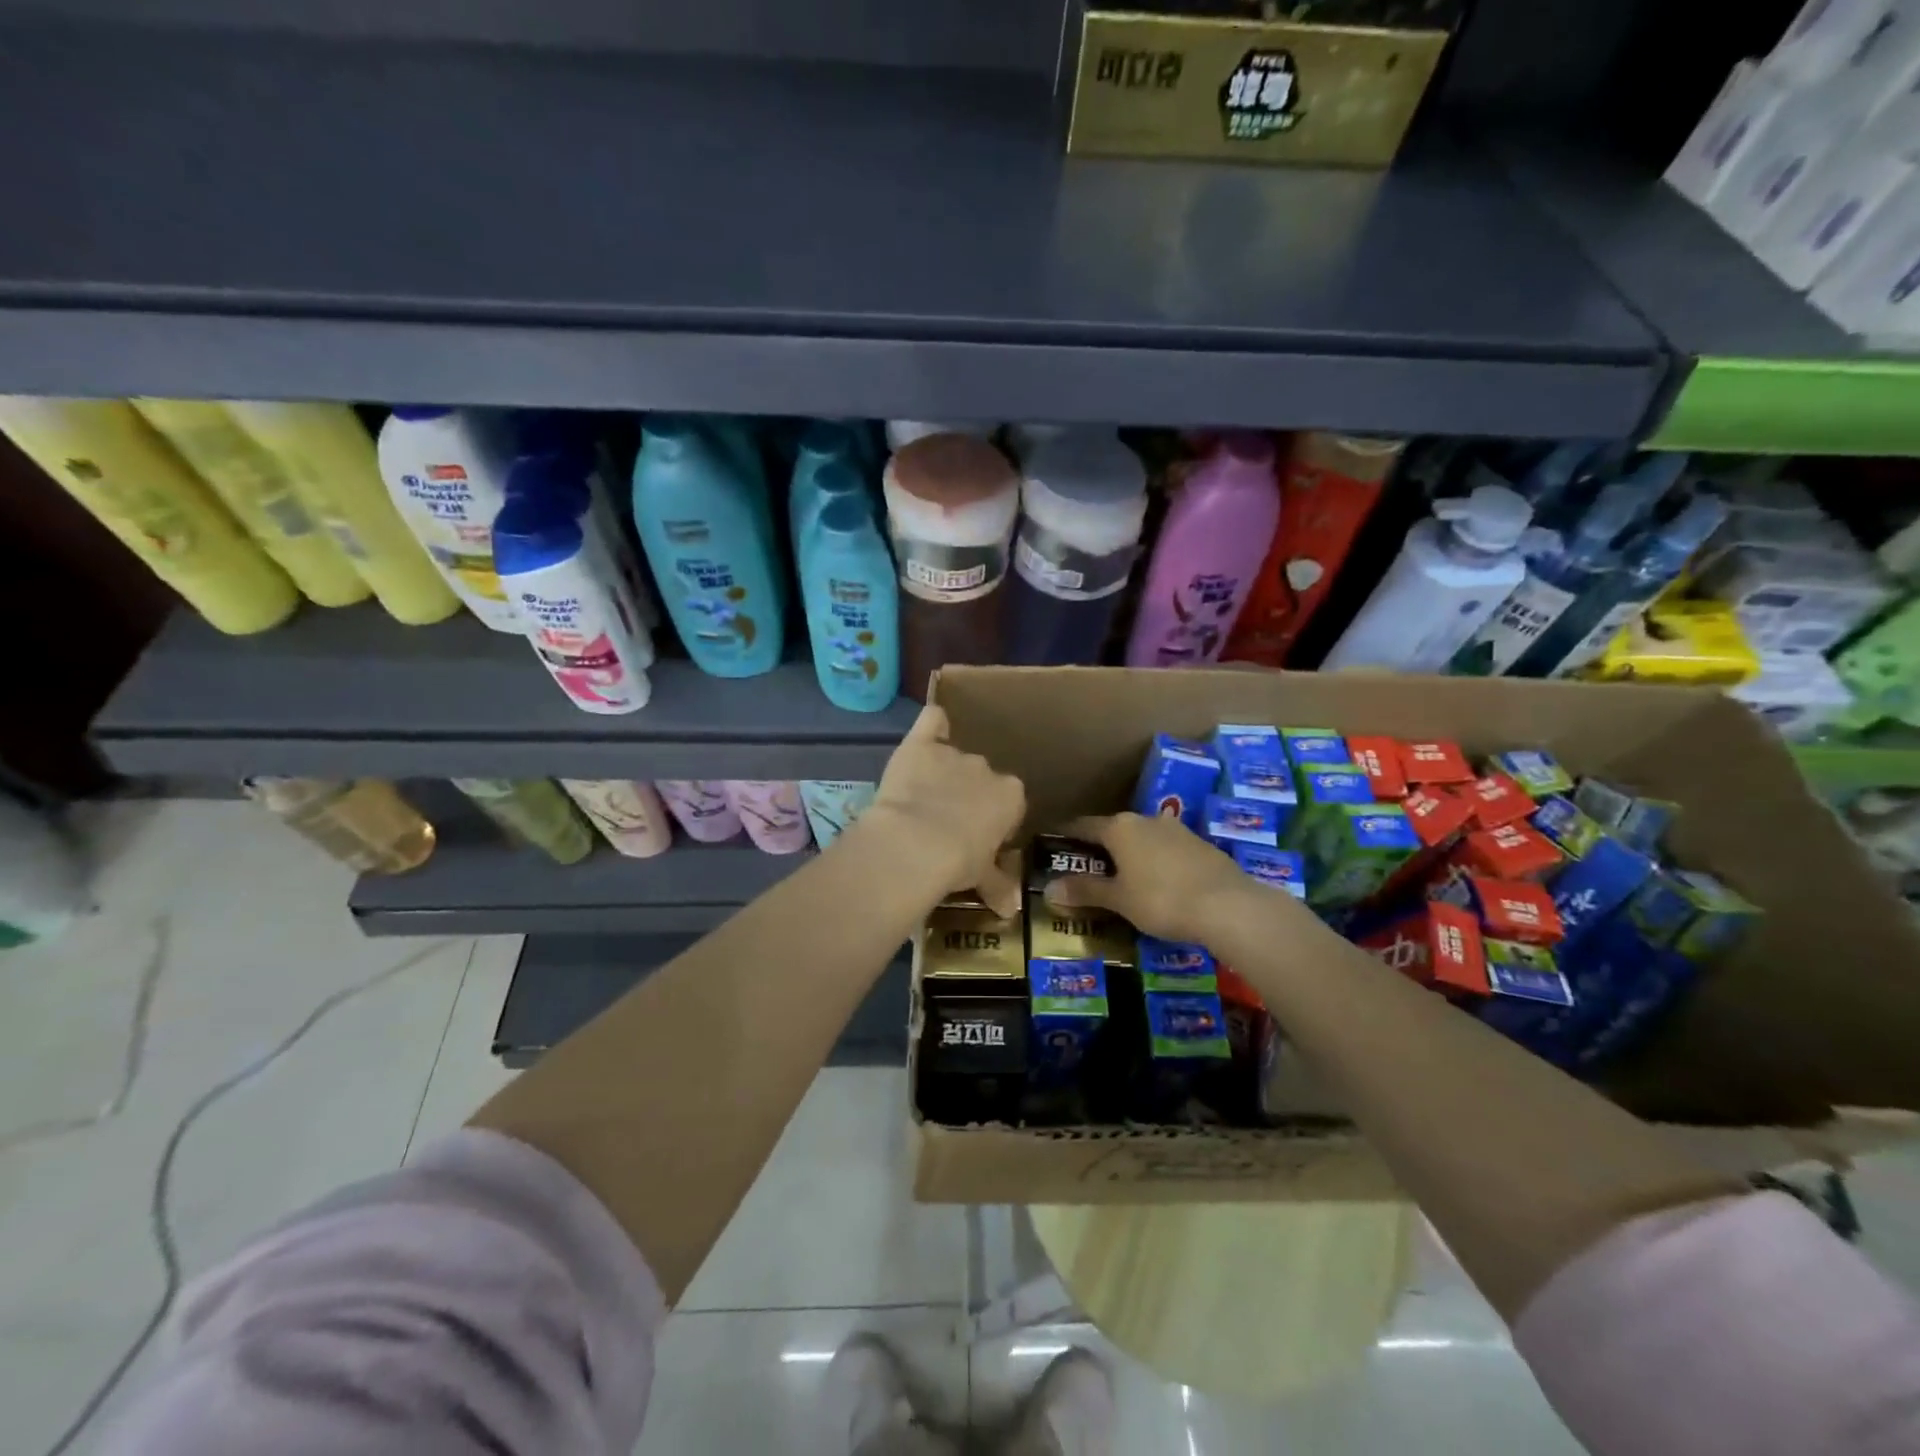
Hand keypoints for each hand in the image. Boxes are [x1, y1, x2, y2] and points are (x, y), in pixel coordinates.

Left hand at [861, 704, 1025, 917]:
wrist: (916, 844)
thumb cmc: (958, 863)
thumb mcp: (982, 879)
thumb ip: (998, 886)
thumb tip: (1012, 911)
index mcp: (1011, 796)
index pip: (1010, 802)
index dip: (993, 820)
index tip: (977, 839)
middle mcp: (987, 769)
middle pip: (981, 778)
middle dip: (967, 796)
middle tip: (947, 824)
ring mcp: (953, 754)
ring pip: (953, 757)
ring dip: (943, 773)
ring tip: (922, 799)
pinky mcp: (919, 745)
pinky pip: (931, 720)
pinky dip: (931, 724)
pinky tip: (928, 731)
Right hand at [1043, 811, 1255, 943]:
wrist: (1228, 905)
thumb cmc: (1162, 899)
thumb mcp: (1118, 899)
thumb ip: (1085, 890)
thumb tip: (1048, 888)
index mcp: (1119, 828)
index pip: (1083, 826)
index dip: (1066, 836)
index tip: (1054, 844)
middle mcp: (1146, 820)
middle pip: (1113, 831)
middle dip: (1099, 849)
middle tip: (1086, 869)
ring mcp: (1176, 830)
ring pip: (1142, 839)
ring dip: (1130, 855)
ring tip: (1123, 879)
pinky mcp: (1200, 845)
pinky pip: (1166, 850)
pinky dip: (1155, 863)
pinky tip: (1158, 884)